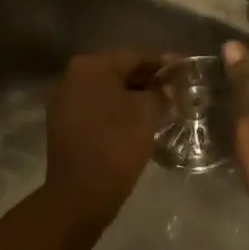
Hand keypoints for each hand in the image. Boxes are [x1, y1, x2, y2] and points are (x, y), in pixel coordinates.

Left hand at [44, 52, 162, 224]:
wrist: (81, 193)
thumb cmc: (116, 144)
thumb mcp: (146, 113)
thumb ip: (160, 92)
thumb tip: (167, 86)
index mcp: (90, 67)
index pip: (134, 56)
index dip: (162, 63)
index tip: (184, 68)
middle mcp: (71, 77)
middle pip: (118, 72)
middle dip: (147, 80)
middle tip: (176, 88)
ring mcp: (64, 101)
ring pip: (107, 91)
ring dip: (133, 96)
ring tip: (162, 105)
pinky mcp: (64, 124)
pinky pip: (97, 108)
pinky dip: (117, 111)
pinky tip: (138, 121)